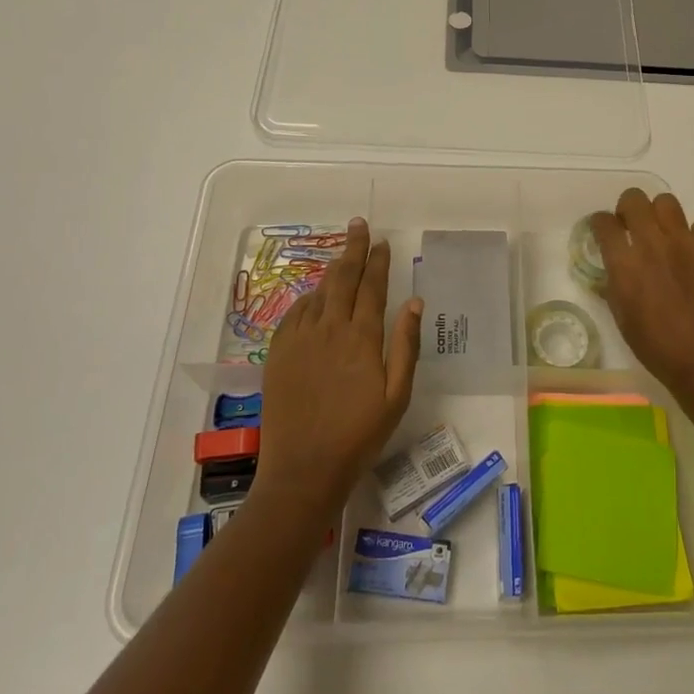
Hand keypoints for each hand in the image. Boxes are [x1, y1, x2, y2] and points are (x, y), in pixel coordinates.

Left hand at [255, 219, 421, 520]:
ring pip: (318, 292)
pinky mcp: (278, 353)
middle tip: (358, 225)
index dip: (377, 261)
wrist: (304, 469)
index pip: (372, 287)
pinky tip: (314, 296)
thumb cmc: (359, 435)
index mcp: (362, 337)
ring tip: (341, 256)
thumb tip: (414, 302)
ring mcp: (300, 339)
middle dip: (352, 249)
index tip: (381, 241)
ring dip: (332, 271)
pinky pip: (295, 313)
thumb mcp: (397, 395)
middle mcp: (329, 329)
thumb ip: (406, 345)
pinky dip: (308, 298)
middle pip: (342, 278)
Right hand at [591, 190, 693, 401]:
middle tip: (633, 228)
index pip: (603, 222)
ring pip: (667, 201)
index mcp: (624, 263)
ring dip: (661, 214)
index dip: (601, 225)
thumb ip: (614, 284)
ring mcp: (685, 242)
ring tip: (665, 235)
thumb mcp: (621, 317)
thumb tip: (614, 268)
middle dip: (628, 209)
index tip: (605, 233)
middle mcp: (651, 243)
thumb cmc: (656, 347)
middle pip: (633, 199)